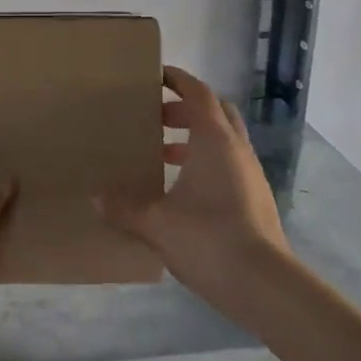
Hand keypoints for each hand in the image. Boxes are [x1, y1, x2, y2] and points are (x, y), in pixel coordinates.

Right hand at [96, 65, 288, 303]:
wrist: (265, 285)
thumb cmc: (209, 239)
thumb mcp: (156, 223)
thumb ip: (123, 208)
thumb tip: (95, 198)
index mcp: (214, 141)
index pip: (198, 93)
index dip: (178, 80)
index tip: (156, 75)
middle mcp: (236, 149)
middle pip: (215, 112)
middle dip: (185, 109)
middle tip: (155, 118)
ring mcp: (251, 175)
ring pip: (223, 140)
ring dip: (195, 139)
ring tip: (162, 155)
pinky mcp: (256, 200)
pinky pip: (229, 165)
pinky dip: (206, 164)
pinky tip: (183, 191)